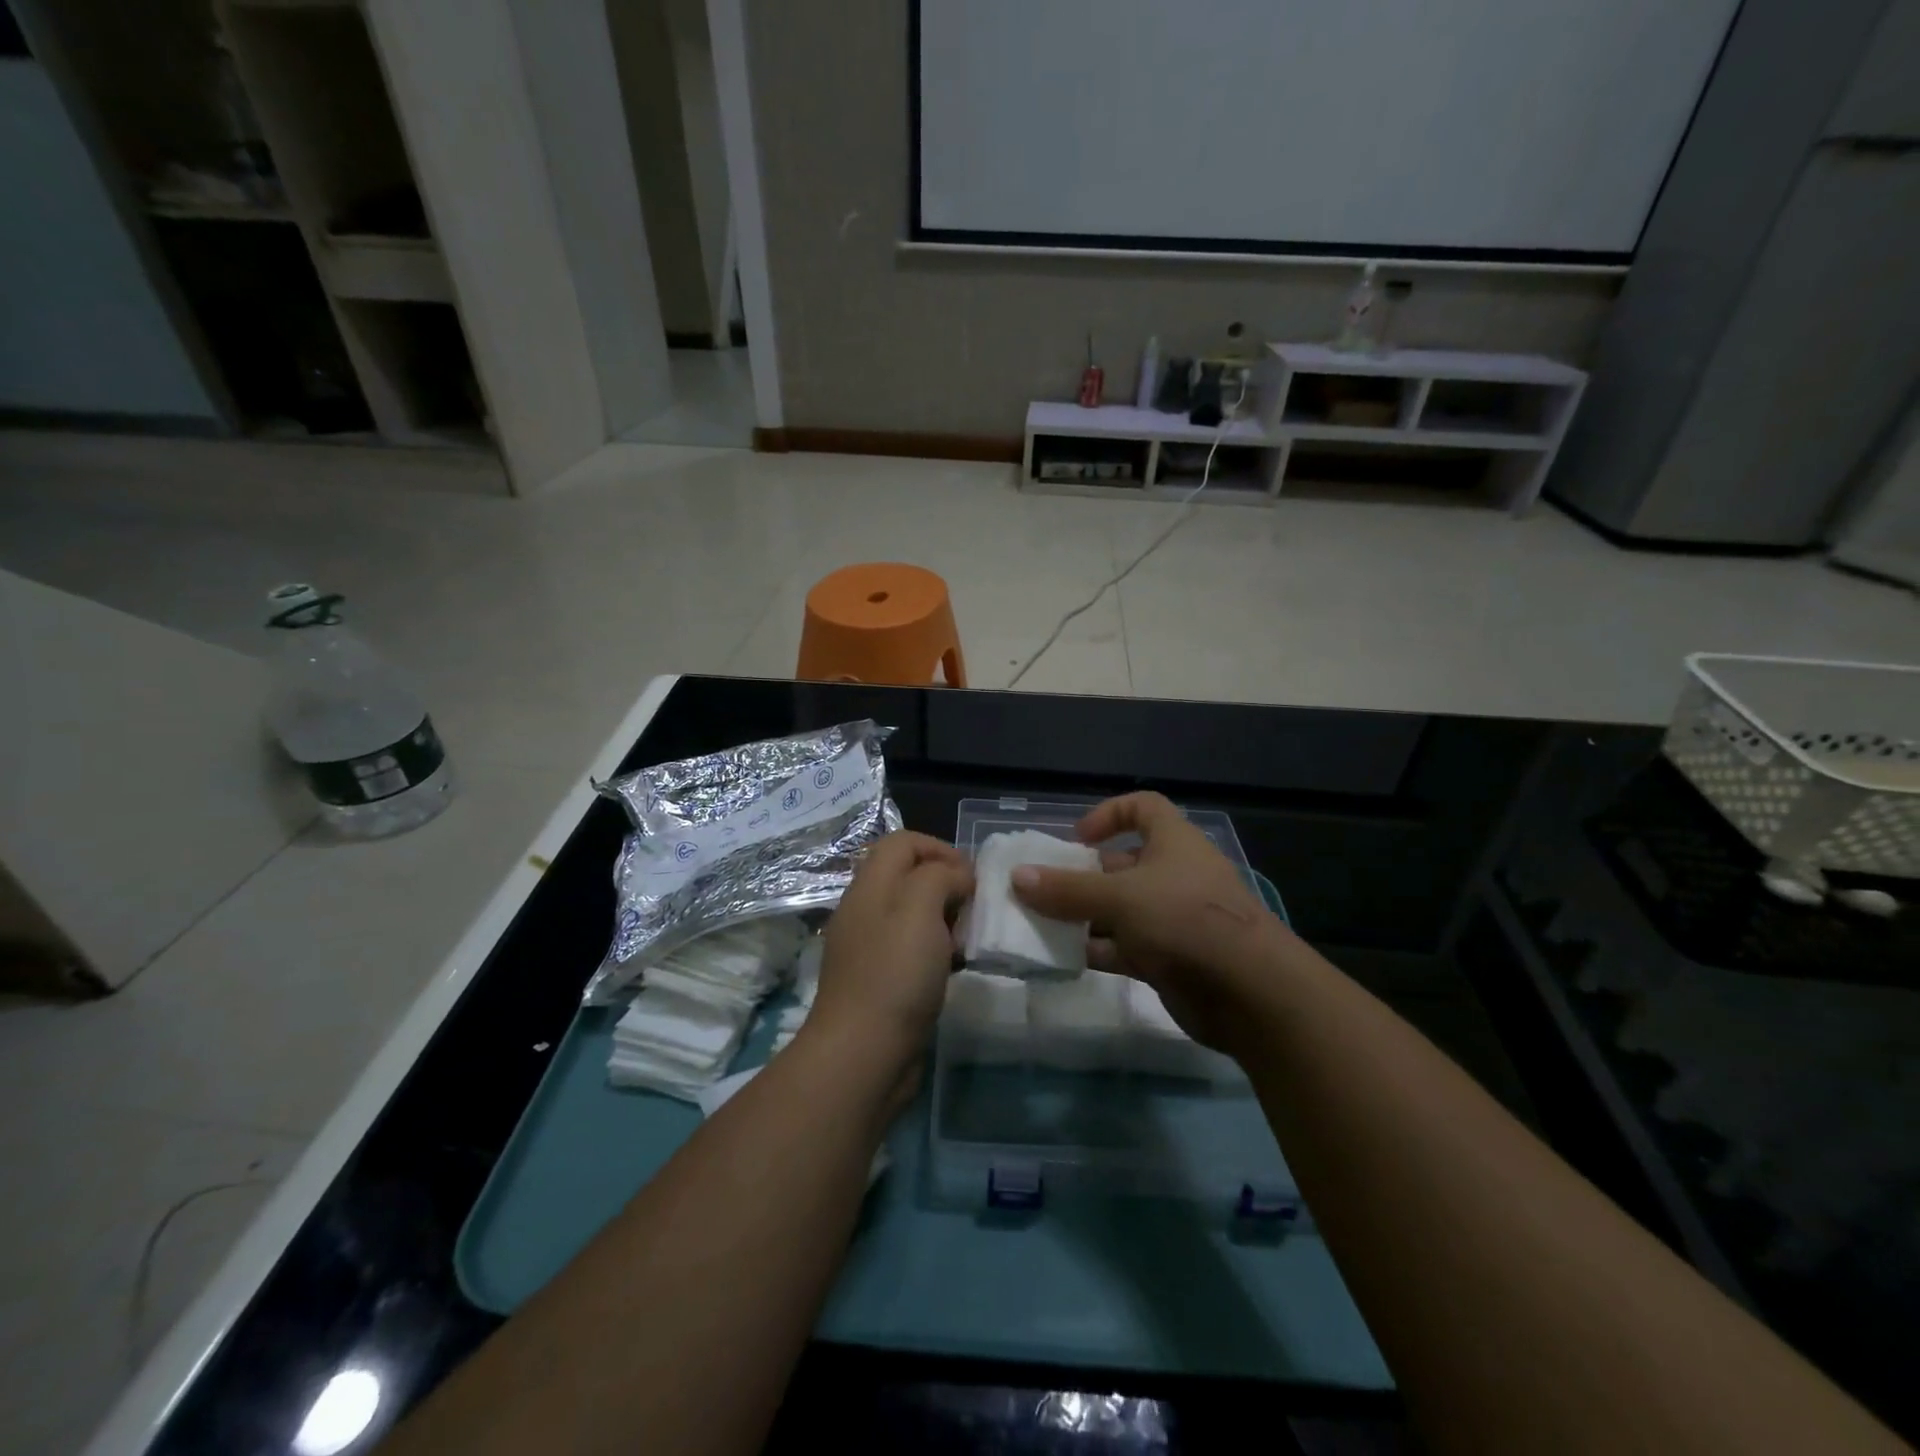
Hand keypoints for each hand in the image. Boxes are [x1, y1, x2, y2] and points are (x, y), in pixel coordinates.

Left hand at [809, 831, 973, 1070]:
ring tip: (967, 940)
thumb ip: (940, 877)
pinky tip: (953, 969)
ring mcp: (869, 947)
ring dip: (944, 918)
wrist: (863, 1053)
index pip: (903, 841)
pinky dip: (935, 949)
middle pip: (908, 875)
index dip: (940, 848)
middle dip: (946, 883)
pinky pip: (911, 948)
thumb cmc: (895, 973)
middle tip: (972, 910)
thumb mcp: (921, 907)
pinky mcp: (879, 980)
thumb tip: (955, 878)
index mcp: (870, 885)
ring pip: (912, 913)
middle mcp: (865, 909)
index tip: (971, 877)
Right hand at [1010, 792, 1286, 1054]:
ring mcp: (1171, 919)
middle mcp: (1173, 875)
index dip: (1109, 814)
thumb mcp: (1120, 897)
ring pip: (1118, 909)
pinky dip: (1095, 950)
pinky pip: (1122, 946)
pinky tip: (1061, 959)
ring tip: (1038, 925)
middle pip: (1121, 865)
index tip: (1077, 839)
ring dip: (1082, 917)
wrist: (1250, 993)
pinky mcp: (1168, 958)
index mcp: (1173, 842)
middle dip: (1081, 876)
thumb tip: (1017, 877)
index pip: (1143, 808)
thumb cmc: (1185, 919)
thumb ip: (1067, 890)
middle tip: (1041, 889)